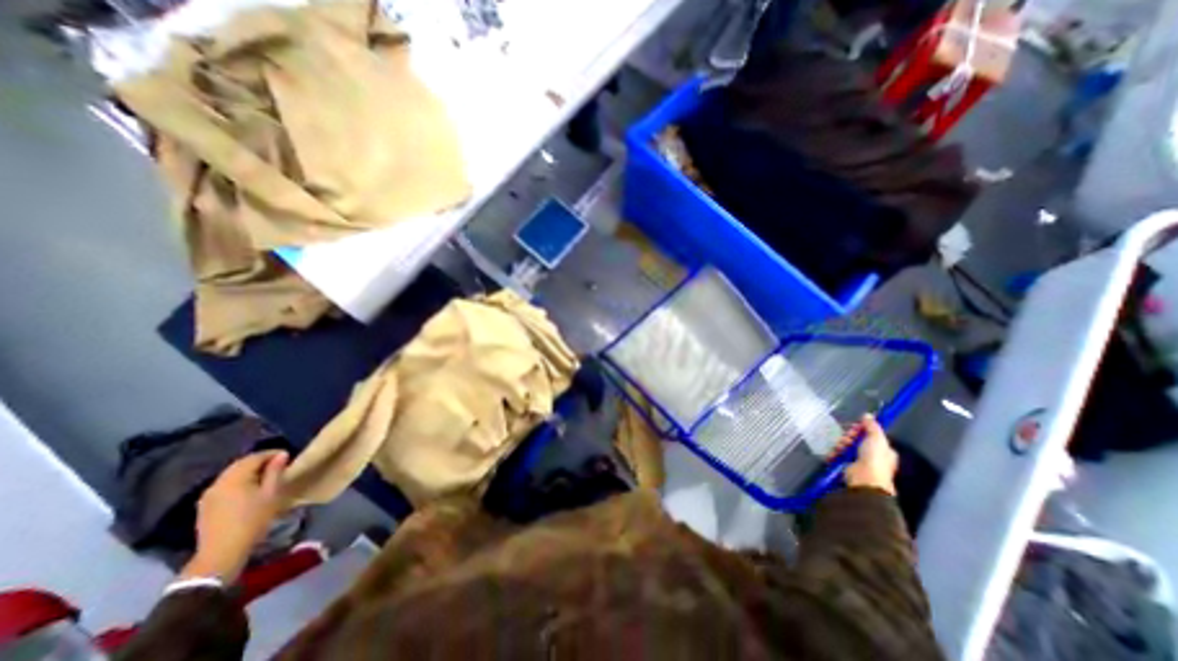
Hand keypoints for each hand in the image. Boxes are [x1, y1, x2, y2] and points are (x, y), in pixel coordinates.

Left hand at [178, 448, 292, 581]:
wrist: (222, 552)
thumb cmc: (253, 519)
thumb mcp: (271, 494)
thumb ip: (275, 472)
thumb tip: (281, 455)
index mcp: (234, 478)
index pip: (254, 457)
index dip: (271, 453)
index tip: (287, 456)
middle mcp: (218, 482)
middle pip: (240, 465)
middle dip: (259, 461)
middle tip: (277, 464)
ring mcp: (208, 495)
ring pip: (231, 475)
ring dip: (248, 472)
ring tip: (265, 476)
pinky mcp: (205, 506)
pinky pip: (224, 486)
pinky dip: (238, 482)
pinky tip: (248, 490)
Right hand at [833, 417, 899, 491]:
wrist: (865, 479)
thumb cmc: (874, 459)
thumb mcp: (877, 438)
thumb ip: (872, 426)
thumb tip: (868, 415)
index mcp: (883, 449)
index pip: (869, 434)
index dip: (861, 429)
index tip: (856, 428)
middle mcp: (872, 455)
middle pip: (855, 439)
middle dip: (849, 436)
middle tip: (848, 439)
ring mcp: (858, 460)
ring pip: (845, 446)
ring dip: (840, 444)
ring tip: (841, 449)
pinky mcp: (846, 465)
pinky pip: (838, 454)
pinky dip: (835, 453)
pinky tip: (835, 454)